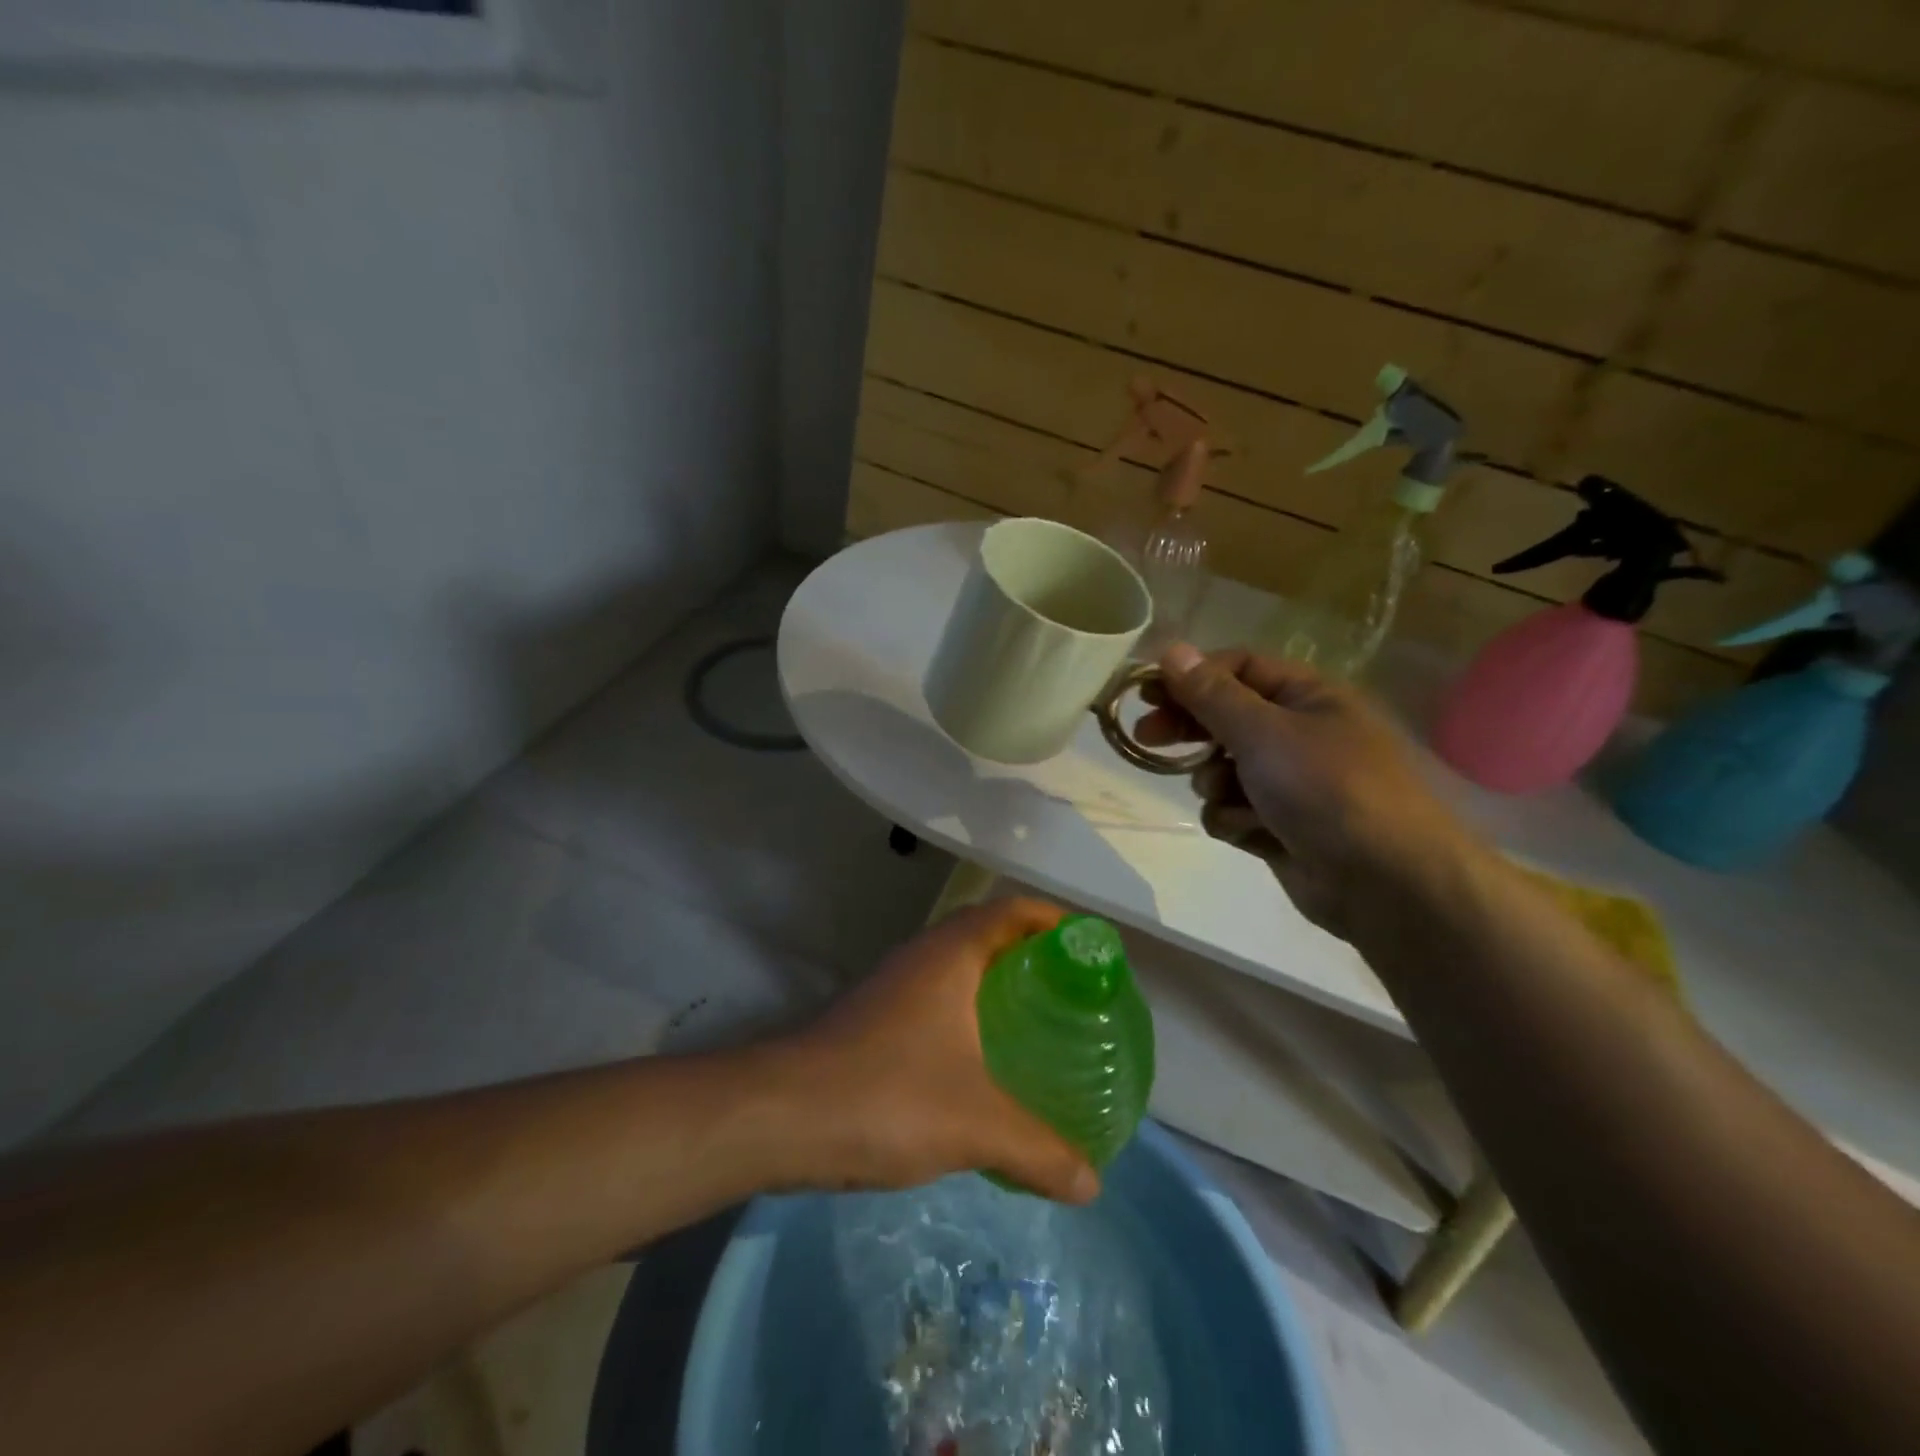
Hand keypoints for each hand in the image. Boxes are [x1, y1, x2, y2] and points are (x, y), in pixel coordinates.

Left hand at [776, 898, 1100, 1203]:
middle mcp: (922, 956)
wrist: (781, 1116)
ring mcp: (893, 986)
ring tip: (1037, 1026)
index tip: (1090, 949)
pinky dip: (968, 1015)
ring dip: (996, 985)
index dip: (1054, 920)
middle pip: (987, 934)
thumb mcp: (976, 1124)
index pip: (1012, 910)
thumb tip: (1092, 1184)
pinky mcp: (874, 1019)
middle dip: (1031, 955)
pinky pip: (937, 1000)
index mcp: (951, 954)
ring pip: (958, 969)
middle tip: (1072, 994)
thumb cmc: (888, 1095)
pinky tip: (982, 1064)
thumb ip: (1040, 1151)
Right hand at [1137, 642, 1470, 938]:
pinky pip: (1233, 810)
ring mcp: (1288, 782)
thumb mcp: (1264, 732)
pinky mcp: (1278, 825)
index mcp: (1306, 696)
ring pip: (1222, 769)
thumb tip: (1172, 650)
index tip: (1146, 692)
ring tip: (1229, 795)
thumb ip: (1212, 694)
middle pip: (1224, 717)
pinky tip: (1253, 832)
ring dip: (1216, 782)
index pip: (1237, 668)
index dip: (1190, 676)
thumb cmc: (1328, 789)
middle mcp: (1297, 733)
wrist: (1385, 883)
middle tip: (1146, 737)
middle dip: (1189, 729)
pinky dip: (1235, 820)